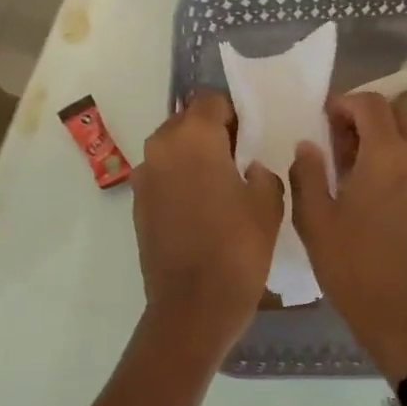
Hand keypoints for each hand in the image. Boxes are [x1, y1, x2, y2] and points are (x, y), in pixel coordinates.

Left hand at [131, 93, 283, 354]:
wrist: (193, 305)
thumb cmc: (238, 248)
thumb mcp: (268, 203)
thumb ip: (261, 171)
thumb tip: (247, 168)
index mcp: (192, 137)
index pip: (211, 100)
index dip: (234, 113)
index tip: (251, 136)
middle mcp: (160, 148)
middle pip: (186, 121)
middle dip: (211, 132)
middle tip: (238, 159)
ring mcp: (143, 178)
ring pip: (171, 150)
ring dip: (193, 158)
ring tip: (220, 186)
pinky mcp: (138, 206)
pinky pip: (162, 178)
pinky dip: (179, 182)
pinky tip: (201, 209)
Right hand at [289, 93, 406, 382]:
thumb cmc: (354, 269)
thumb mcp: (315, 222)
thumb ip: (307, 175)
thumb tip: (307, 146)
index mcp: (387, 156)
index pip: (372, 103)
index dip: (345, 103)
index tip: (326, 119)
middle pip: (405, 111)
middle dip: (373, 115)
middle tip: (345, 141)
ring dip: (393, 139)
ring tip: (364, 170)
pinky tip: (387, 198)